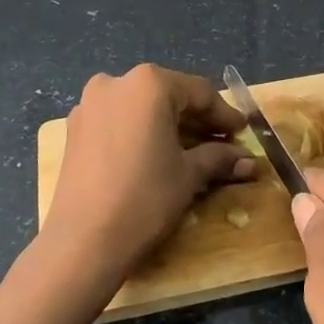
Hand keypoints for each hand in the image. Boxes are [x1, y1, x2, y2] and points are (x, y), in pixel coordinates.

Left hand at [45, 64, 250, 286]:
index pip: (200, 93)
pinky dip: (140, 133)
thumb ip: (219, 158)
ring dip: (168, 126)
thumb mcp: (189, 175)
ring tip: (191, 151)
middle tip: (222, 144)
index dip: (225, 115)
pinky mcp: (75, 128)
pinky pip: (118, 121)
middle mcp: (116, 82)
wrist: (84, 241)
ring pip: (141, 108)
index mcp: (149, 83)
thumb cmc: (145, 198)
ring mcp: (90, 104)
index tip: (243, 133)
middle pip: (169, 96)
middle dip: (197, 120)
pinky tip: (155, 155)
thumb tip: (248, 160)